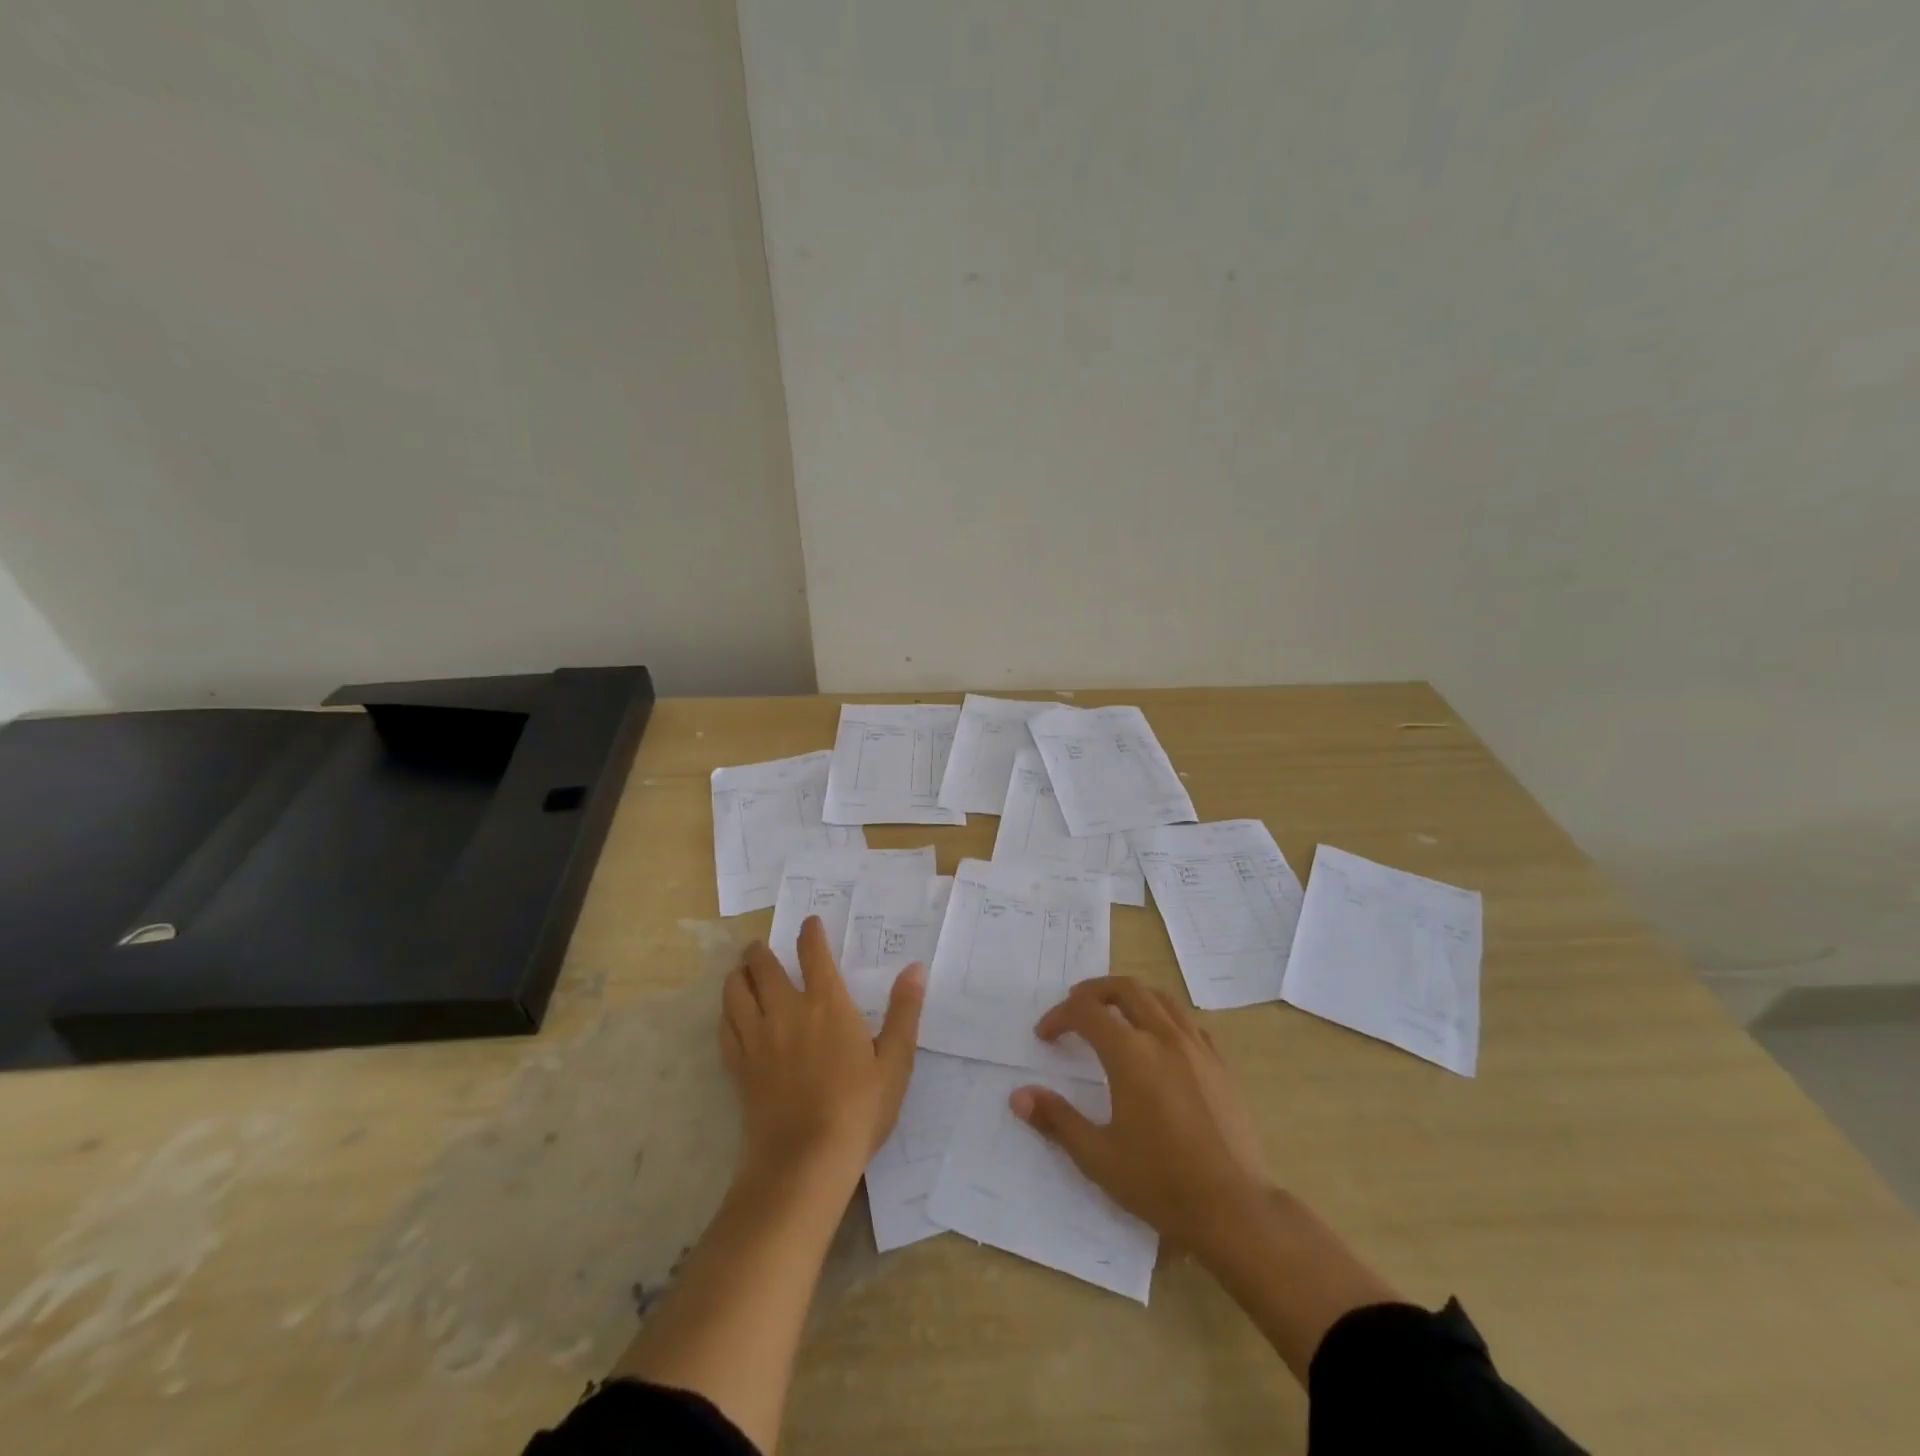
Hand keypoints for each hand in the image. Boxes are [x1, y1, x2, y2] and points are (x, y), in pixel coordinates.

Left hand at [720, 917, 924, 1184]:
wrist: (805, 1161)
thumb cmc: (859, 1108)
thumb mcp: (895, 1061)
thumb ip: (904, 1011)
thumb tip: (915, 968)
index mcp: (826, 1004)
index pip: (814, 953)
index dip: (810, 933)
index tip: (809, 922)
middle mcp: (786, 1011)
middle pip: (763, 967)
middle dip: (760, 951)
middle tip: (759, 946)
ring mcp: (758, 1039)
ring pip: (735, 993)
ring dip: (737, 976)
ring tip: (740, 972)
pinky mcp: (740, 1068)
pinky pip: (725, 1028)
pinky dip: (726, 1013)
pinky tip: (730, 1016)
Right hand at [1013, 977, 1271, 1257]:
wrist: (1234, 1209)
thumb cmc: (1160, 1183)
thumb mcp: (1098, 1157)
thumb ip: (1056, 1120)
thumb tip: (1018, 1096)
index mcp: (1130, 1054)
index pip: (1086, 1011)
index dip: (1060, 1016)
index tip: (1045, 1036)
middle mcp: (1163, 1037)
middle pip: (1125, 989)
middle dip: (1094, 991)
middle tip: (1075, 1008)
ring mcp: (1197, 1047)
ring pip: (1160, 998)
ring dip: (1130, 997)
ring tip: (1114, 1014)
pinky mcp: (1221, 1064)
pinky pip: (1189, 1021)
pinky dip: (1165, 1016)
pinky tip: (1160, 1040)